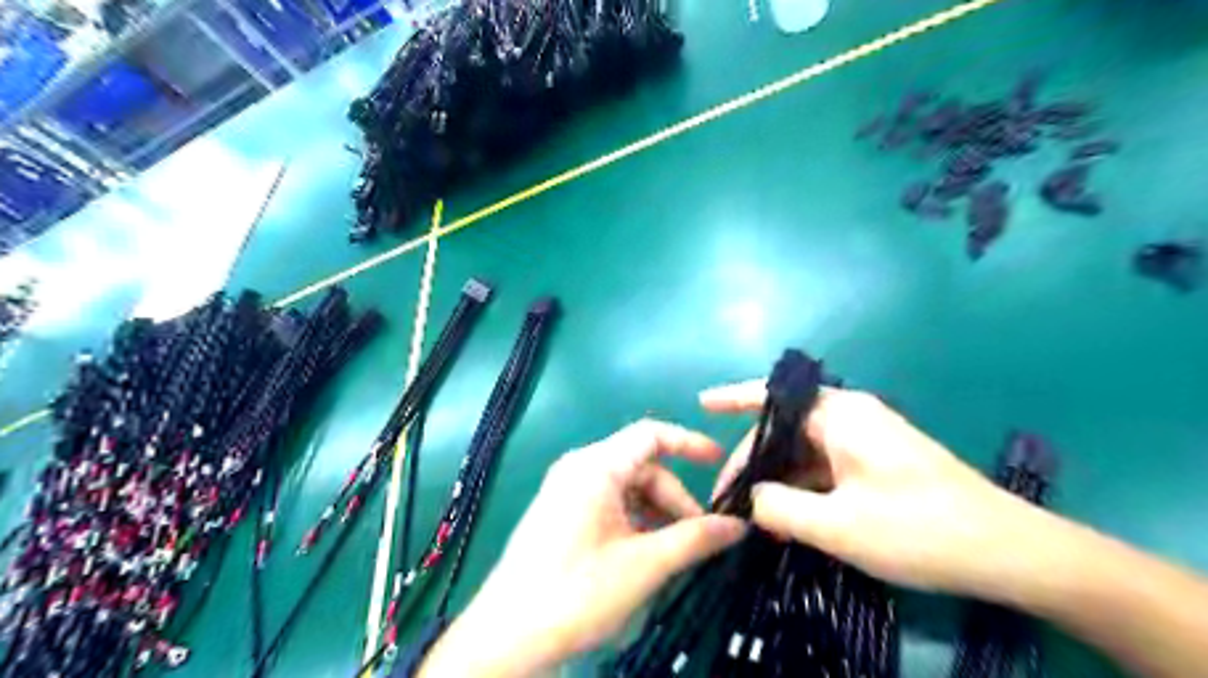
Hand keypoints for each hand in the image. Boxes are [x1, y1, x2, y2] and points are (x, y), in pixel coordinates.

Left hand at [422, 421, 746, 674]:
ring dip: (655, 514)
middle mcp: (579, 468)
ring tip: (673, 551)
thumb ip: (695, 539)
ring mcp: (566, 490)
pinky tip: (644, 554)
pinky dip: (633, 521)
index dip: (689, 443)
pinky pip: (608, 504)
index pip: (651, 435)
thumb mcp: (645, 564)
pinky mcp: (560, 513)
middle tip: (698, 536)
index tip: (721, 463)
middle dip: (674, 497)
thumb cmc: (578, 591)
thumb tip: (738, 525)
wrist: (507, 636)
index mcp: (596, 466)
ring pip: (626, 488)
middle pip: (642, 467)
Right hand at [706, 381, 1044, 598]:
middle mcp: (851, 417)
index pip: (773, 397)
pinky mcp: (878, 464)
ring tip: (750, 512)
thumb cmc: (920, 530)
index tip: (701, 405)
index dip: (734, 398)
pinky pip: (825, 467)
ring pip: (805, 451)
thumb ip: (779, 508)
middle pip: (785, 428)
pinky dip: (803, 488)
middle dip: (753, 458)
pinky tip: (789, 517)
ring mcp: (867, 440)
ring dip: (778, 478)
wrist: (1011, 553)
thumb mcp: (838, 526)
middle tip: (726, 496)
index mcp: (840, 415)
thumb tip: (750, 499)